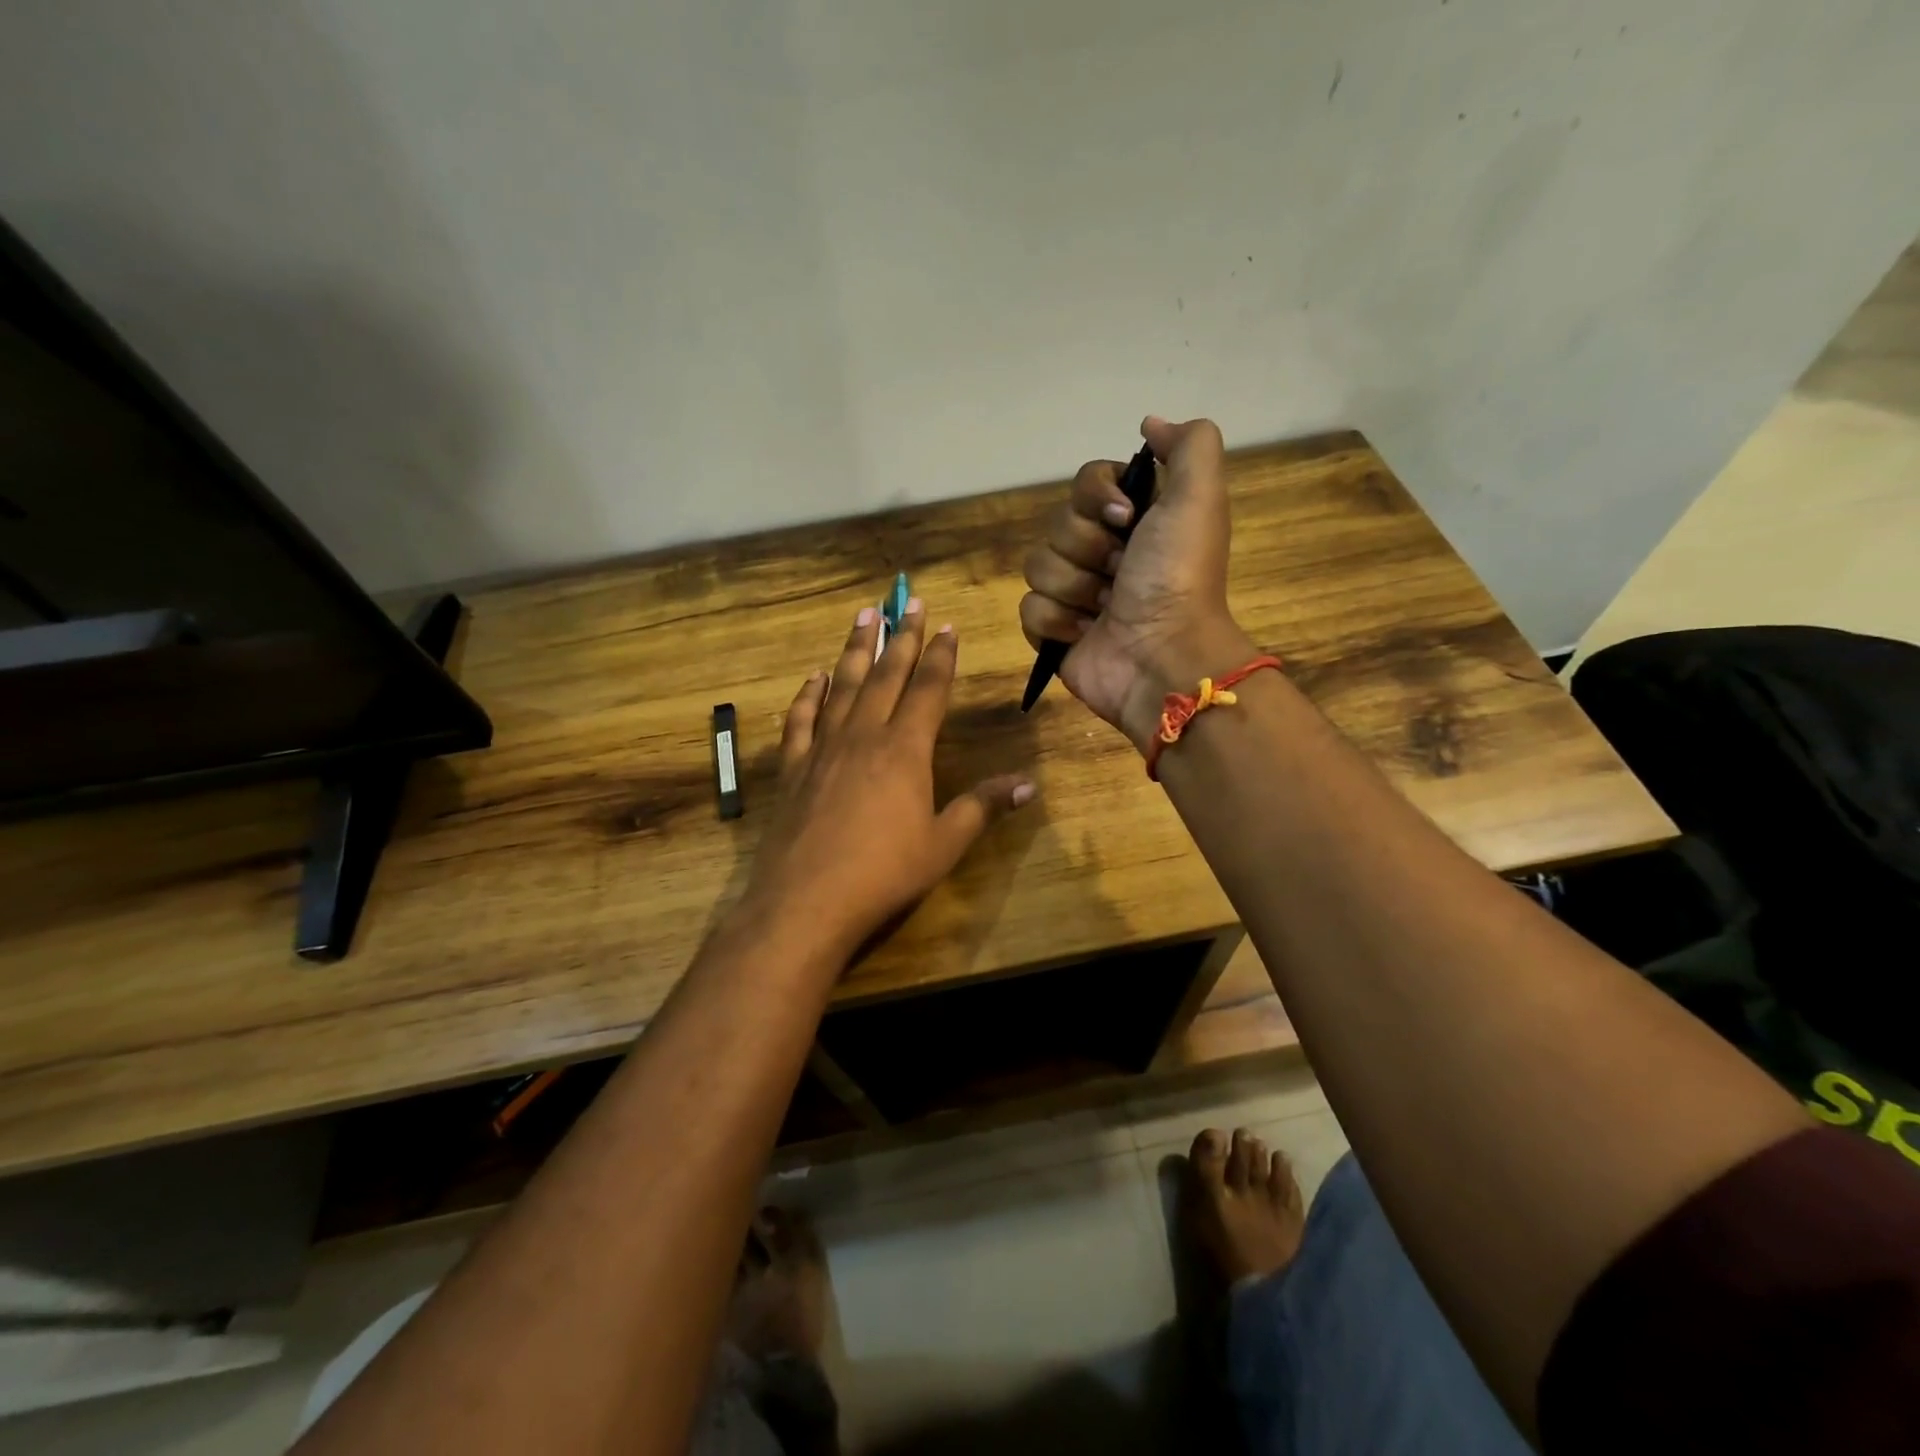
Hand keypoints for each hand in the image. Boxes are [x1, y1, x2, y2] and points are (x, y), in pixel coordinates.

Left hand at [739, 602, 1034, 959]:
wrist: (807, 902)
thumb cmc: (885, 874)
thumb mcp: (944, 844)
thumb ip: (982, 807)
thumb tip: (1029, 784)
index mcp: (905, 750)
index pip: (928, 689)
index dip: (940, 656)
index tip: (946, 625)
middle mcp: (864, 736)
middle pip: (886, 675)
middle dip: (901, 637)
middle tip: (908, 602)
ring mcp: (824, 749)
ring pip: (843, 686)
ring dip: (855, 649)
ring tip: (864, 615)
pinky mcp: (793, 768)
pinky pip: (801, 720)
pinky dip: (808, 695)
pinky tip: (813, 677)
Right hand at [1019, 416, 1253, 751]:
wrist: (1162, 657)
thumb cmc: (1178, 578)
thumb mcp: (1199, 498)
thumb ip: (1188, 445)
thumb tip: (1148, 423)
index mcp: (1134, 522)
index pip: (1085, 484)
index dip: (1097, 498)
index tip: (1126, 520)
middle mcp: (1104, 553)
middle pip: (1058, 525)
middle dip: (1088, 550)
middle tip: (1121, 574)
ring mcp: (1076, 595)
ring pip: (1038, 566)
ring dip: (1074, 588)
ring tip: (1105, 610)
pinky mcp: (1054, 633)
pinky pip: (1028, 609)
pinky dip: (1056, 622)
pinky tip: (1085, 634)